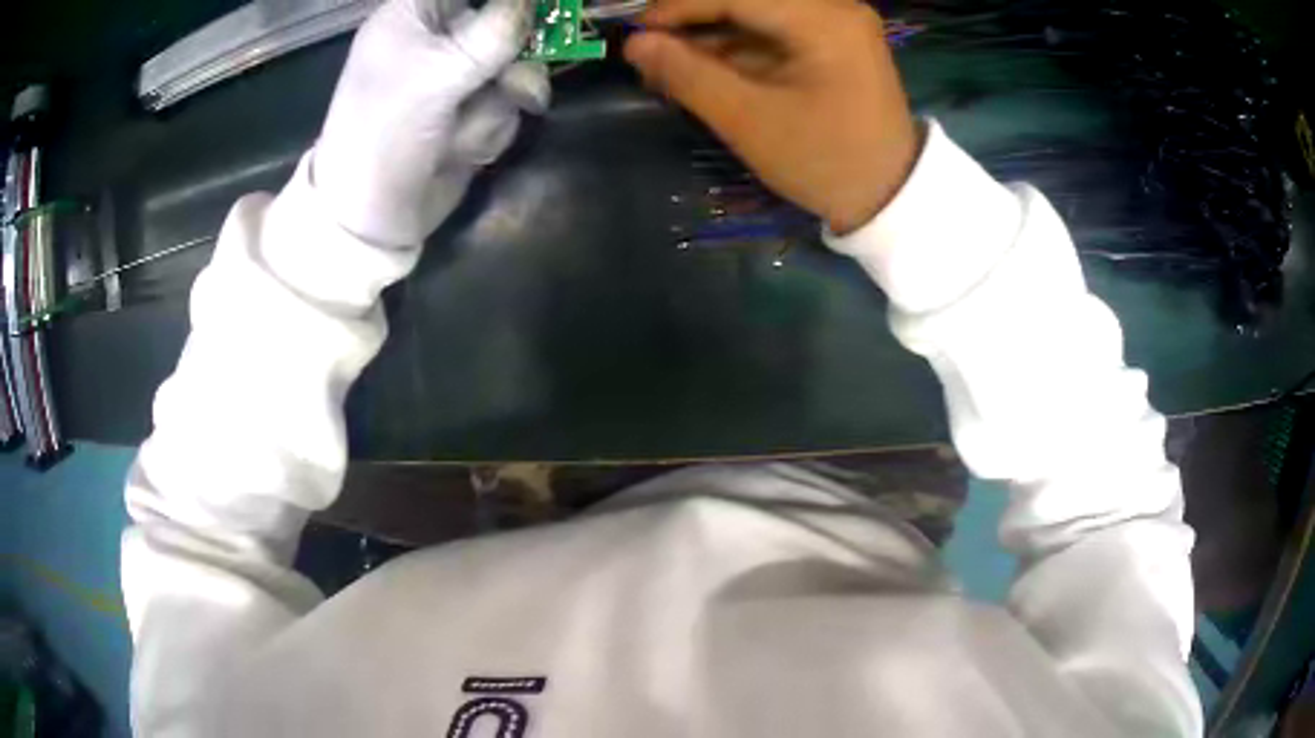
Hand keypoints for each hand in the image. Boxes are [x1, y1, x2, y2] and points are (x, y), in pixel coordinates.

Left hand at [313, 0, 550, 246]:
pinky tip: (459, 148)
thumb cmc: (385, 131)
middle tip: (510, 78)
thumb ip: (496, 30)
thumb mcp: (437, 74)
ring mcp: (458, 77)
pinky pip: (509, 102)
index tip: (533, 8)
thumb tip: (531, 1)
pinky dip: (489, 127)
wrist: (371, 216)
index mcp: (415, 15)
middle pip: (507, 20)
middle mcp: (439, 39)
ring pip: (516, 64)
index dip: (506, 0)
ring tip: (464, 132)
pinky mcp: (473, 110)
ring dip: (499, 100)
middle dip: (514, 53)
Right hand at [625, 0, 918, 234]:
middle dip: (695, 20)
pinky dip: (738, 45)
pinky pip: (775, 29)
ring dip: (712, 33)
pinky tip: (706, 66)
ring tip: (670, 64)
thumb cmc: (824, 161)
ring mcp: (838, 23)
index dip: (678, 6)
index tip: (635, 30)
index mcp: (824, 20)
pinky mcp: (835, 40)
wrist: (890, 197)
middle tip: (651, 48)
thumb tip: (636, 44)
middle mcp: (835, 8)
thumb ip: (688, 75)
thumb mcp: (750, 121)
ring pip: (758, 12)